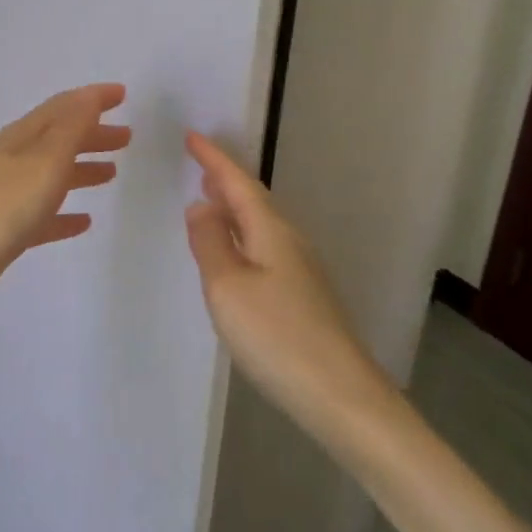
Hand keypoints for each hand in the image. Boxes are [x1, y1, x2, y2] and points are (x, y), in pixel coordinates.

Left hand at [0, 84, 131, 324]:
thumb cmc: (5, 205)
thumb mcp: (45, 159)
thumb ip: (71, 127)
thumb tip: (91, 95)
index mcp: (22, 137)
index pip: (62, 107)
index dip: (92, 99)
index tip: (122, 95)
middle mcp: (14, 160)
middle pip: (58, 139)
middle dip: (91, 134)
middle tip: (126, 138)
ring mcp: (8, 196)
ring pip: (52, 175)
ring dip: (81, 169)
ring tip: (111, 174)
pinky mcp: (6, 231)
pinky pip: (44, 215)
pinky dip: (65, 214)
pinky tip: (84, 222)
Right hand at [183, 132, 376, 418]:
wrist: (340, 395)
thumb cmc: (276, 335)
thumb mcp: (227, 286)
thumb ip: (210, 243)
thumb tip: (200, 206)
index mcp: (270, 231)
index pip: (237, 183)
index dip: (214, 159)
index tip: (191, 136)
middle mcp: (289, 241)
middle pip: (253, 199)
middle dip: (225, 179)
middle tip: (199, 163)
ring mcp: (300, 270)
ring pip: (260, 224)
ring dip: (233, 207)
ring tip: (210, 199)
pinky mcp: (303, 296)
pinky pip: (264, 247)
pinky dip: (243, 235)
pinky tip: (234, 251)